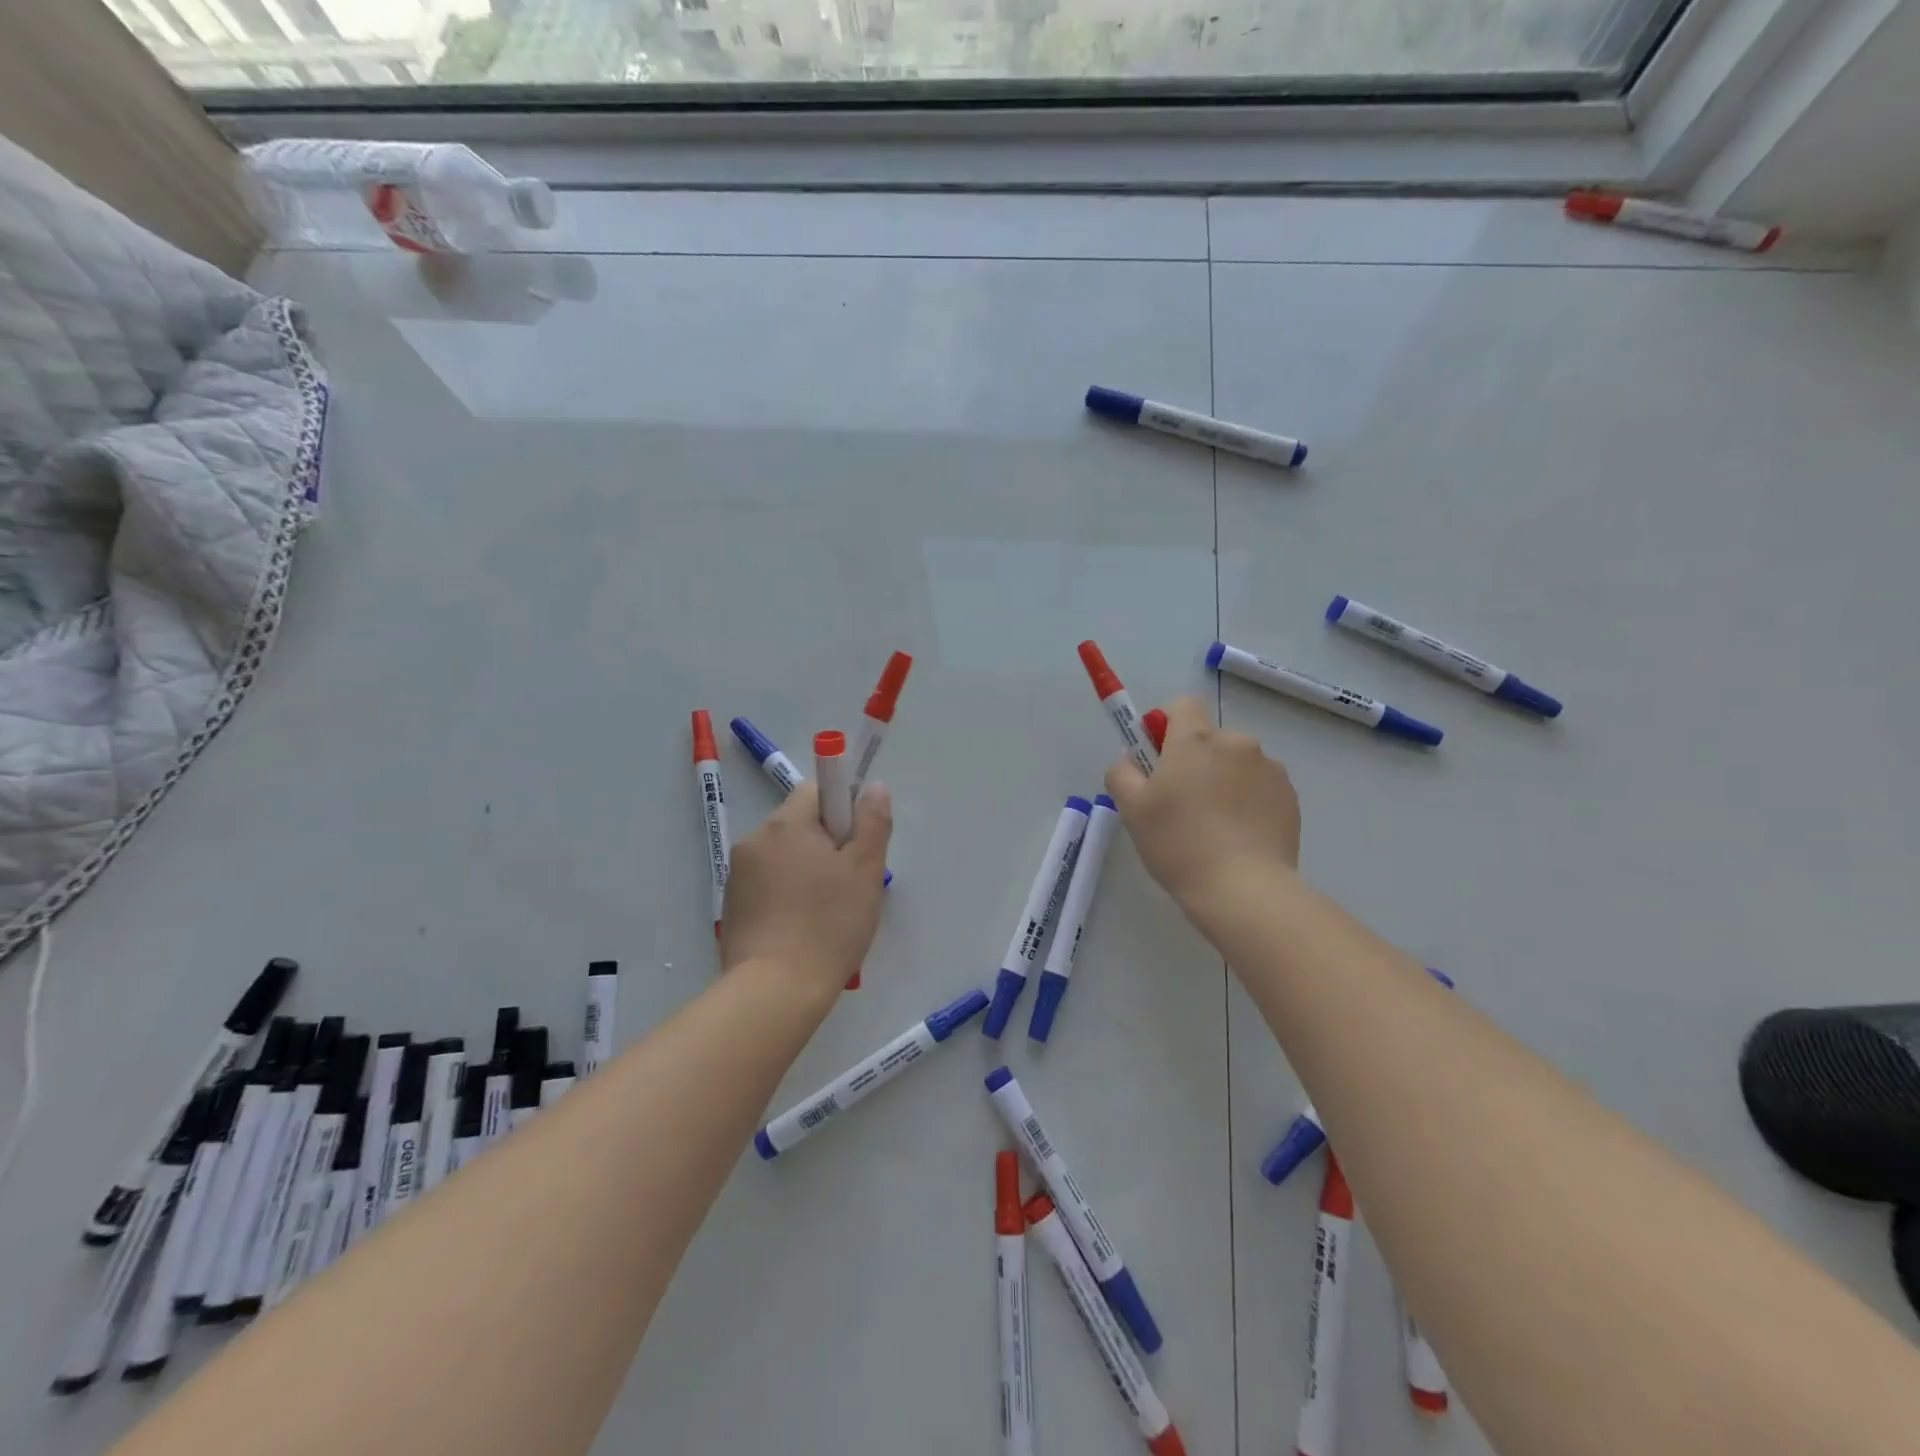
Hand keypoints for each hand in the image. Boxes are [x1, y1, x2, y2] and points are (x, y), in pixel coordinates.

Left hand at [721, 781, 891, 993]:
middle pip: (800, 824)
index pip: (818, 790)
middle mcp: (755, 839)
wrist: (775, 991)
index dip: (843, 810)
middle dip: (827, 844)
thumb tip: (873, 787)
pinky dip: (787, 895)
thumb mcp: (866, 870)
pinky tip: (802, 928)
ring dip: (807, 870)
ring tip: (828, 912)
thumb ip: (873, 821)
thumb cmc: (829, 924)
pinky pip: (768, 884)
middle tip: (850, 884)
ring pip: (785, 856)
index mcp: (786, 823)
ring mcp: (738, 874)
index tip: (857, 845)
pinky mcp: (732, 906)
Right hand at [1104, 696, 1300, 910]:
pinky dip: (1248, 800)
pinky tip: (1238, 836)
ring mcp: (1269, 769)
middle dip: (1196, 760)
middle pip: (1210, 738)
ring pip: (1236, 763)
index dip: (1167, 725)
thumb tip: (1131, 760)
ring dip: (1224, 780)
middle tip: (1181, 803)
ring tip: (1214, 826)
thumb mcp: (1131, 809)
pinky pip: (1260, 786)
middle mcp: (1237, 743)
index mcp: (1196, 739)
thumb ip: (1122, 773)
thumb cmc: (1179, 843)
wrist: (1243, 889)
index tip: (1158, 759)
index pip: (1184, 704)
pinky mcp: (1290, 796)